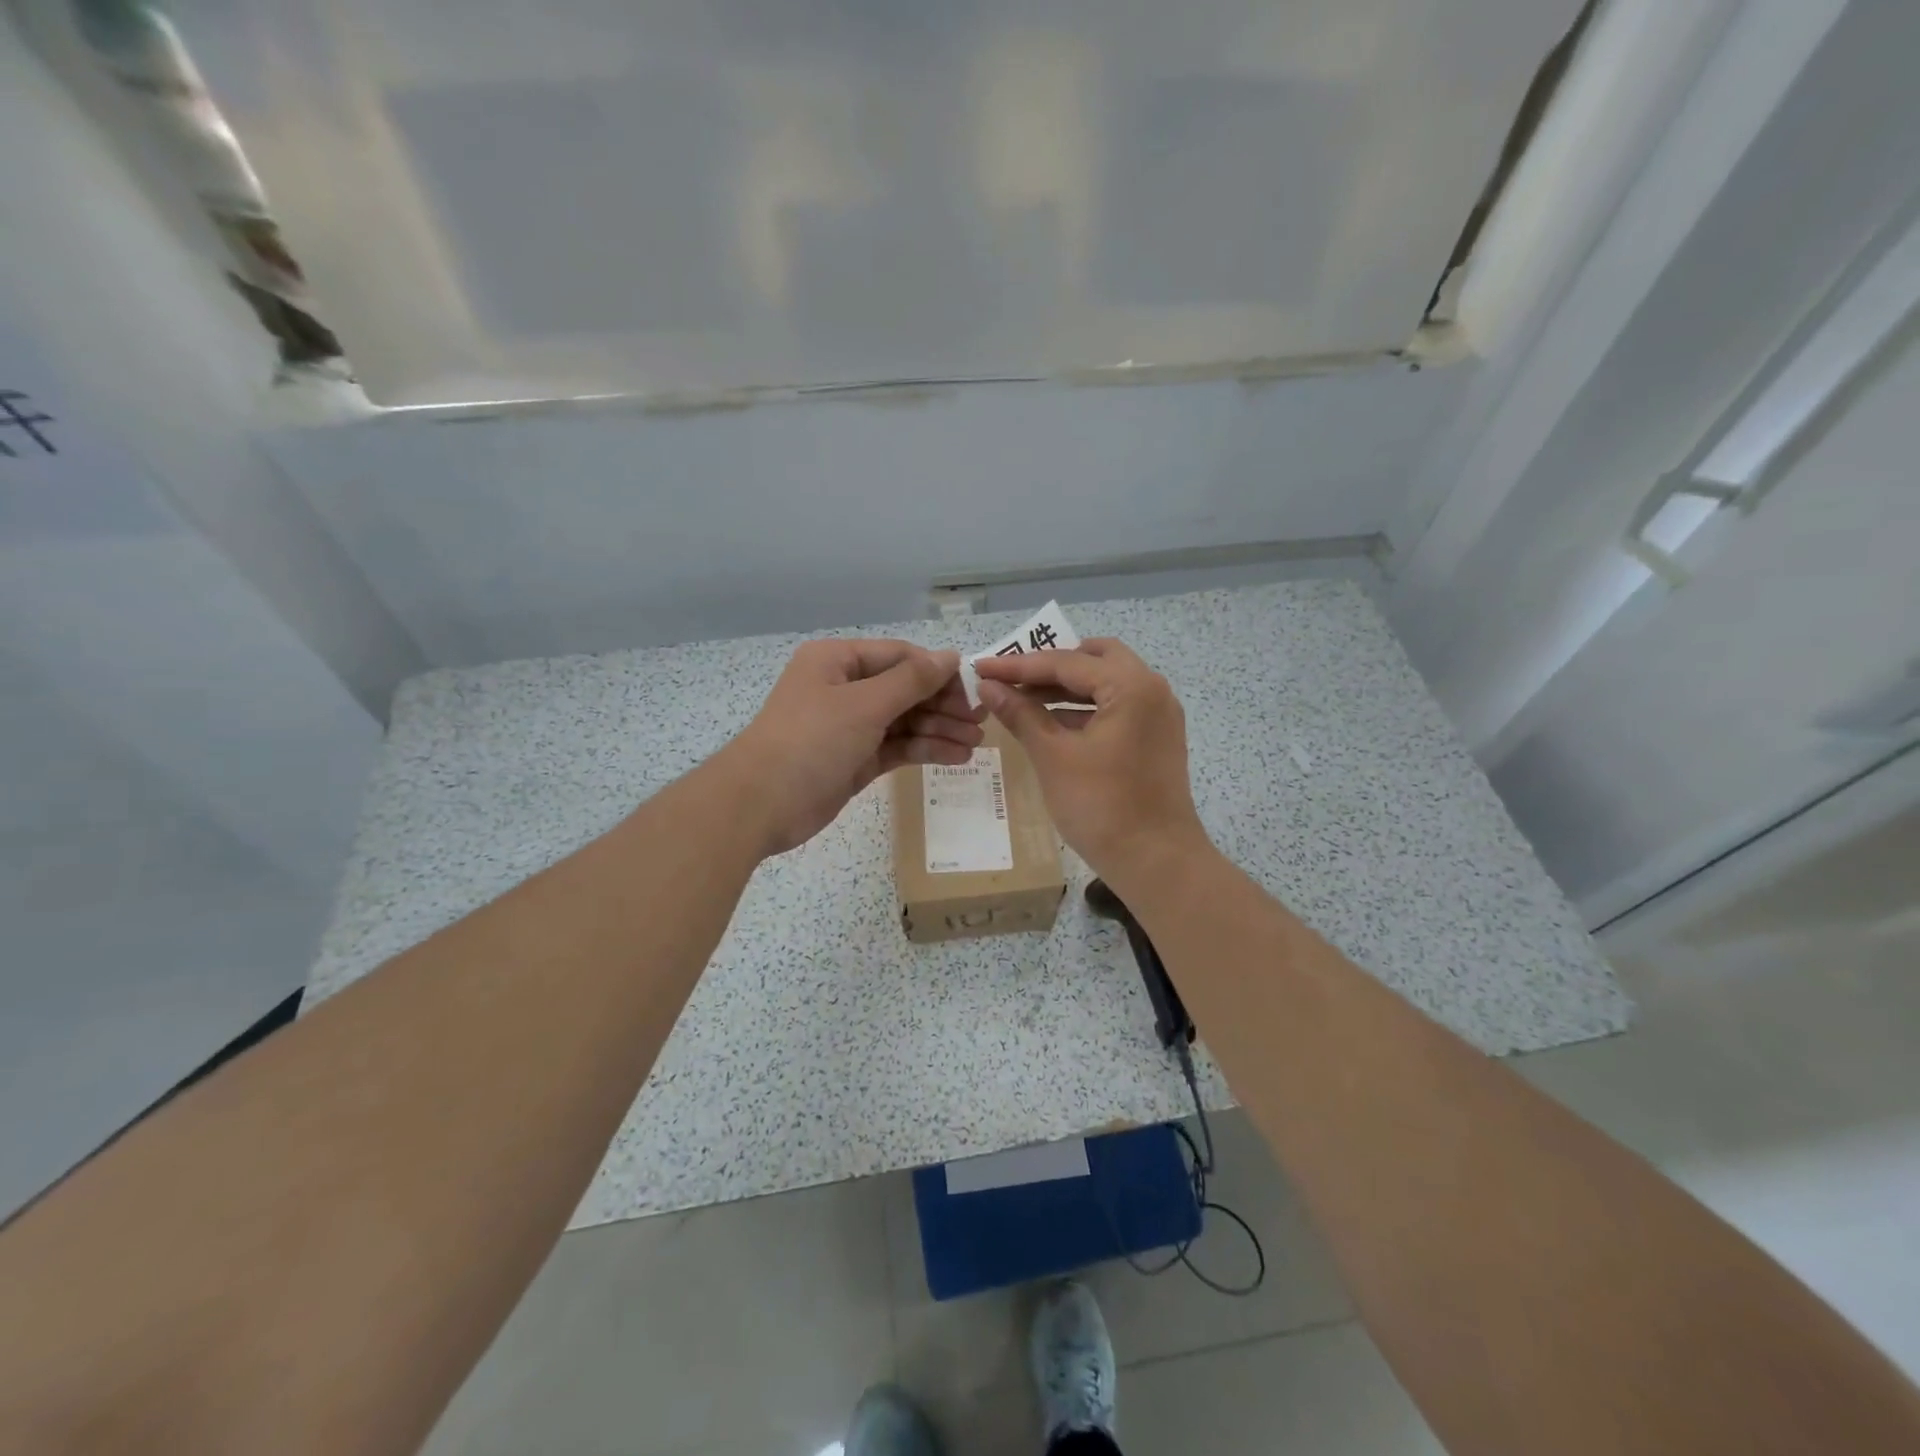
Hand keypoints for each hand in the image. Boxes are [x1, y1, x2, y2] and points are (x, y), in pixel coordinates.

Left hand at [717, 639, 982, 856]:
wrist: (760, 804)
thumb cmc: (810, 740)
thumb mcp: (864, 704)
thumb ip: (911, 681)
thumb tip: (950, 656)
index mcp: (838, 661)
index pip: (899, 657)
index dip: (937, 671)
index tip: (973, 689)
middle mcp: (844, 689)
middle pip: (905, 689)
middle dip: (942, 704)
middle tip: (980, 721)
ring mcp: (849, 726)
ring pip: (904, 721)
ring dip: (939, 730)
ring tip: (975, 743)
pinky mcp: (854, 760)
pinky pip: (896, 747)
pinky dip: (923, 750)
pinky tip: (955, 757)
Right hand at [973, 638, 1211, 889]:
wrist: (1156, 863)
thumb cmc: (1102, 807)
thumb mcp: (1053, 757)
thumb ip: (1021, 714)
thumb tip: (988, 686)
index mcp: (1131, 686)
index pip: (1066, 662)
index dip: (1019, 666)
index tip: (981, 667)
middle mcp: (1152, 689)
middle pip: (1094, 659)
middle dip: (1050, 666)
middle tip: (1011, 679)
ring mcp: (1158, 715)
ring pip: (1106, 683)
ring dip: (1066, 688)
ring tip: (1022, 700)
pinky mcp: (1156, 739)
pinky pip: (1116, 707)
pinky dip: (1084, 708)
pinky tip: (1051, 724)